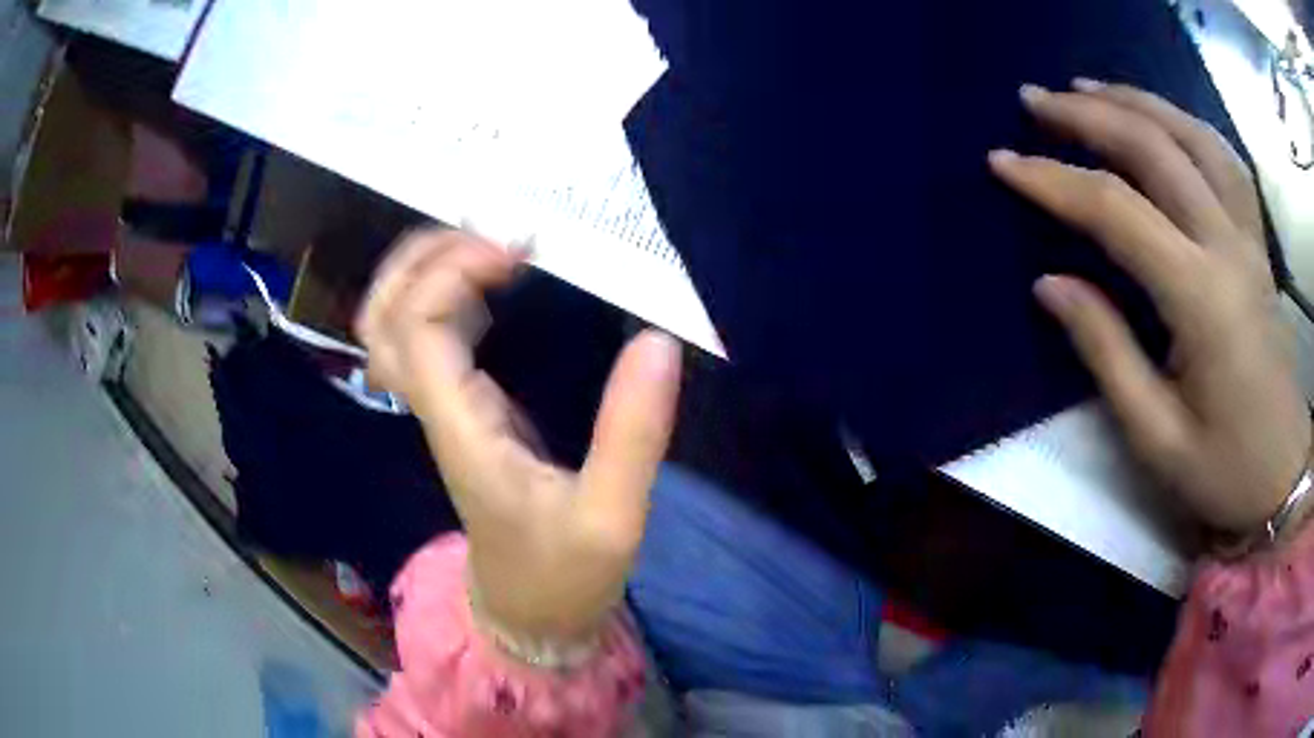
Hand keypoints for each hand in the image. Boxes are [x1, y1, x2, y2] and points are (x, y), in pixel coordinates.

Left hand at [356, 228, 682, 640]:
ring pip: (394, 323)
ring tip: (491, 245)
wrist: (528, 616)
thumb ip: (634, 432)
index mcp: (460, 428)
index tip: (523, 252)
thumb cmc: (563, 576)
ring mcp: (441, 409)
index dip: (454, 271)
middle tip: (493, 234)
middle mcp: (435, 409)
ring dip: (427, 270)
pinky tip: (494, 283)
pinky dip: (446, 294)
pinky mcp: (460, 412)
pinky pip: (426, 337)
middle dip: (423, 256)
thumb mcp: (612, 516)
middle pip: (383, 314)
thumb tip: (658, 340)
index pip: (418, 326)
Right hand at [990, 79, 1310, 533]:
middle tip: (1035, 100)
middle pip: (1155, 150)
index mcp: (1201, 299)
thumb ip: (1105, 352)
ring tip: (1091, 88)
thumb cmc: (1224, 471)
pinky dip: (1186, 123)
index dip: (1054, 181)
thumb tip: (1050, 284)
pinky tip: (1162, 119)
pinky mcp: (1258, 243)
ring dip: (1137, 102)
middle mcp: (1228, 247)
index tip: (1003, 163)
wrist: (1283, 477)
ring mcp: (1249, 238)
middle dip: (1088, 114)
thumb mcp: (1156, 435)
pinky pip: (1224, 158)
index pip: (1116, 211)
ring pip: (1192, 137)